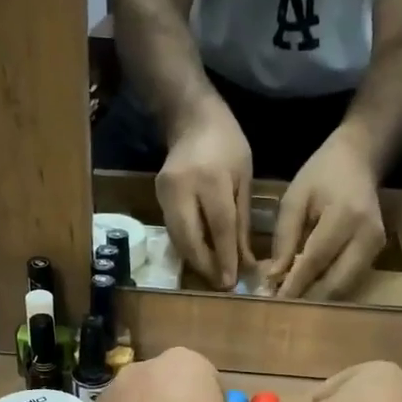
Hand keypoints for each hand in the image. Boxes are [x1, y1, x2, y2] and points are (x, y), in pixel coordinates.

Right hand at [157, 102, 252, 290]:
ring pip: (178, 238)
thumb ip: (242, 221)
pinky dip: (187, 247)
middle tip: (219, 284)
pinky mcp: (157, 197)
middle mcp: (183, 188)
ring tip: (211, 275)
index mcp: (211, 179)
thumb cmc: (227, 144)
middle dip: (205, 265)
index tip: (231, 281)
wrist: (191, 117)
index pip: (219, 227)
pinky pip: (173, 230)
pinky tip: (200, 256)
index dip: (225, 257)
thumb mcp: (244, 178)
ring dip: (194, 260)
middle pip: (190, 238)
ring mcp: (165, 193)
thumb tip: (244, 261)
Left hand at [266, 130, 385, 300]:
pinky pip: (350, 280)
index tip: (273, 300)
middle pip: (336, 282)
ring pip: (345, 287)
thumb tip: (274, 277)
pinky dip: (328, 289)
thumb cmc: (320, 175)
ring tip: (291, 302)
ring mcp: (377, 246)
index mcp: (345, 215)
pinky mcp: (378, 252)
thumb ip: (284, 238)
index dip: (295, 283)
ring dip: (318, 298)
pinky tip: (308, 289)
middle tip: (281, 308)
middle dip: (307, 298)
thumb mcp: (294, 200)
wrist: (358, 160)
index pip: (316, 259)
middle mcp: (367, 235)